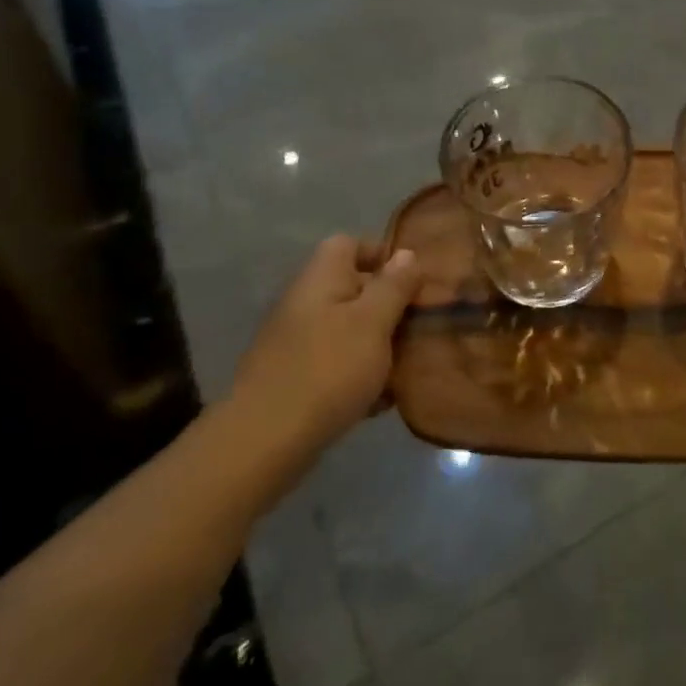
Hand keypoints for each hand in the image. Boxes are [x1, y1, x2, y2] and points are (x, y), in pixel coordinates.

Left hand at [224, 236, 422, 479]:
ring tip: (408, 366)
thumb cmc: (328, 370)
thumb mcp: (373, 322)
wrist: (265, 441)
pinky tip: (381, 400)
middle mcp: (305, 303)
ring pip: (349, 330)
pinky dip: (360, 376)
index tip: (414, 282)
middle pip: (354, 289)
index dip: (383, 255)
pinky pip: (337, 365)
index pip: (349, 244)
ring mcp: (297, 342)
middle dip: (390, 307)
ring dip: (379, 345)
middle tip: (421, 326)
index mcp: (321, 278)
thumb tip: (407, 254)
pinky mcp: (296, 378)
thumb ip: (393, 286)